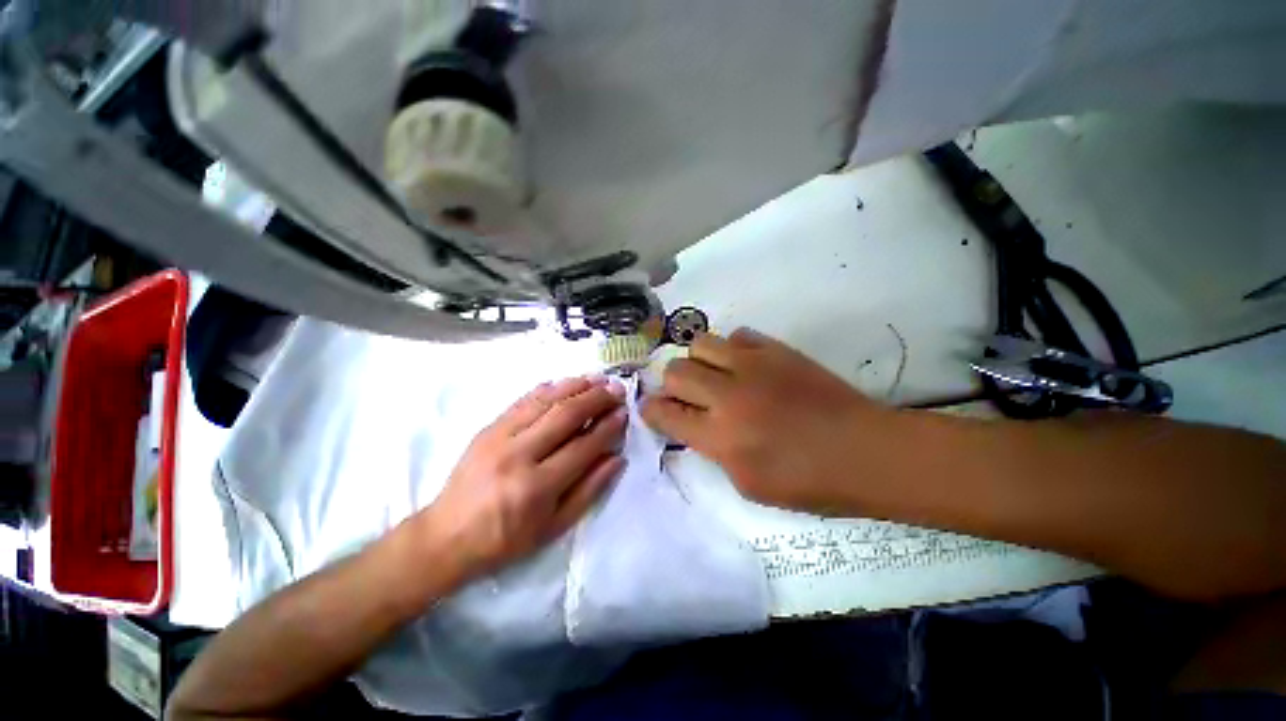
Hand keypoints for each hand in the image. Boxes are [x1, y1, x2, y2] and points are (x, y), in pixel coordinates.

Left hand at [420, 377, 626, 581]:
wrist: (446, 536)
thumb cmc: (505, 540)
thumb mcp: (554, 526)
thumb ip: (589, 490)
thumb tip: (617, 457)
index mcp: (537, 487)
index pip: (583, 446)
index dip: (608, 426)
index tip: (624, 412)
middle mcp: (519, 455)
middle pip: (565, 415)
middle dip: (596, 398)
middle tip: (617, 389)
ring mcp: (499, 437)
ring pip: (545, 400)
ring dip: (575, 386)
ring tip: (597, 379)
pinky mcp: (488, 428)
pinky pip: (523, 400)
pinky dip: (548, 388)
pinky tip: (565, 382)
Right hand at [641, 329, 895, 512]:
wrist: (866, 451)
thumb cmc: (809, 482)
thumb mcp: (748, 485)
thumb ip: (713, 451)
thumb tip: (697, 426)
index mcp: (720, 437)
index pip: (665, 414)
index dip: (651, 410)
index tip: (650, 409)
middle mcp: (728, 396)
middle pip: (675, 371)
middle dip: (671, 385)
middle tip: (685, 396)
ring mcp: (752, 366)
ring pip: (700, 344)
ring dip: (698, 362)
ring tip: (713, 376)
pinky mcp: (775, 350)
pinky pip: (737, 336)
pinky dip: (732, 350)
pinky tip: (744, 366)